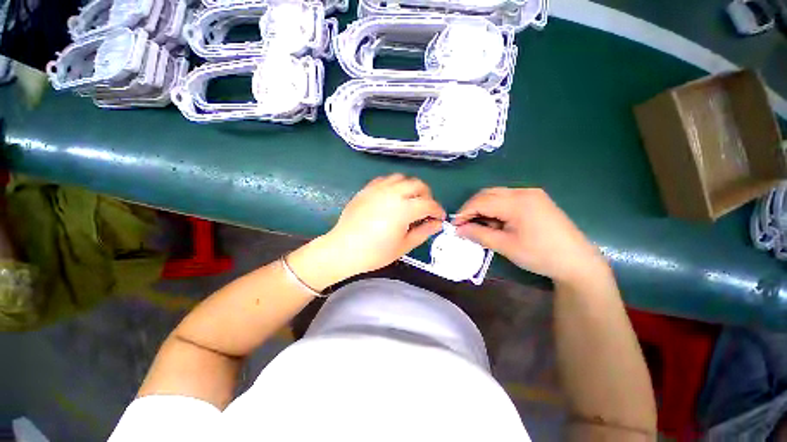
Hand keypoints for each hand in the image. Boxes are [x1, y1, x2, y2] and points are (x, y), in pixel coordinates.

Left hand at [319, 174, 445, 277]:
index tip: (439, 218)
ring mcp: (378, 189)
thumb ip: (423, 231)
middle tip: (425, 209)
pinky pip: (385, 179)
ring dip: (410, 187)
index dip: (437, 211)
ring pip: (402, 178)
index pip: (429, 204)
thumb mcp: (404, 246)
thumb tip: (437, 223)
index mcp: (404, 209)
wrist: (343, 249)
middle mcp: (393, 193)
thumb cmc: (375, 252)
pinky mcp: (367, 189)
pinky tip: (392, 197)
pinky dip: (394, 185)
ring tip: (409, 201)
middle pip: (418, 185)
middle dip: (426, 196)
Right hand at [452, 188, 607, 283]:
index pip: (481, 201)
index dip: (464, 212)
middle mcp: (523, 191)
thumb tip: (458, 230)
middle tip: (464, 225)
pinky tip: (497, 222)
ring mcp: (531, 194)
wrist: (577, 261)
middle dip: (472, 208)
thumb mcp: (505, 246)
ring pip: (496, 195)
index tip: (454, 225)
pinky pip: (507, 198)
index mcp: (517, 202)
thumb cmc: (540, 255)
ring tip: (481, 225)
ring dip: (484, 207)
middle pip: (487, 194)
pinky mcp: (536, 199)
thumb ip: (479, 234)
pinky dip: (496, 208)